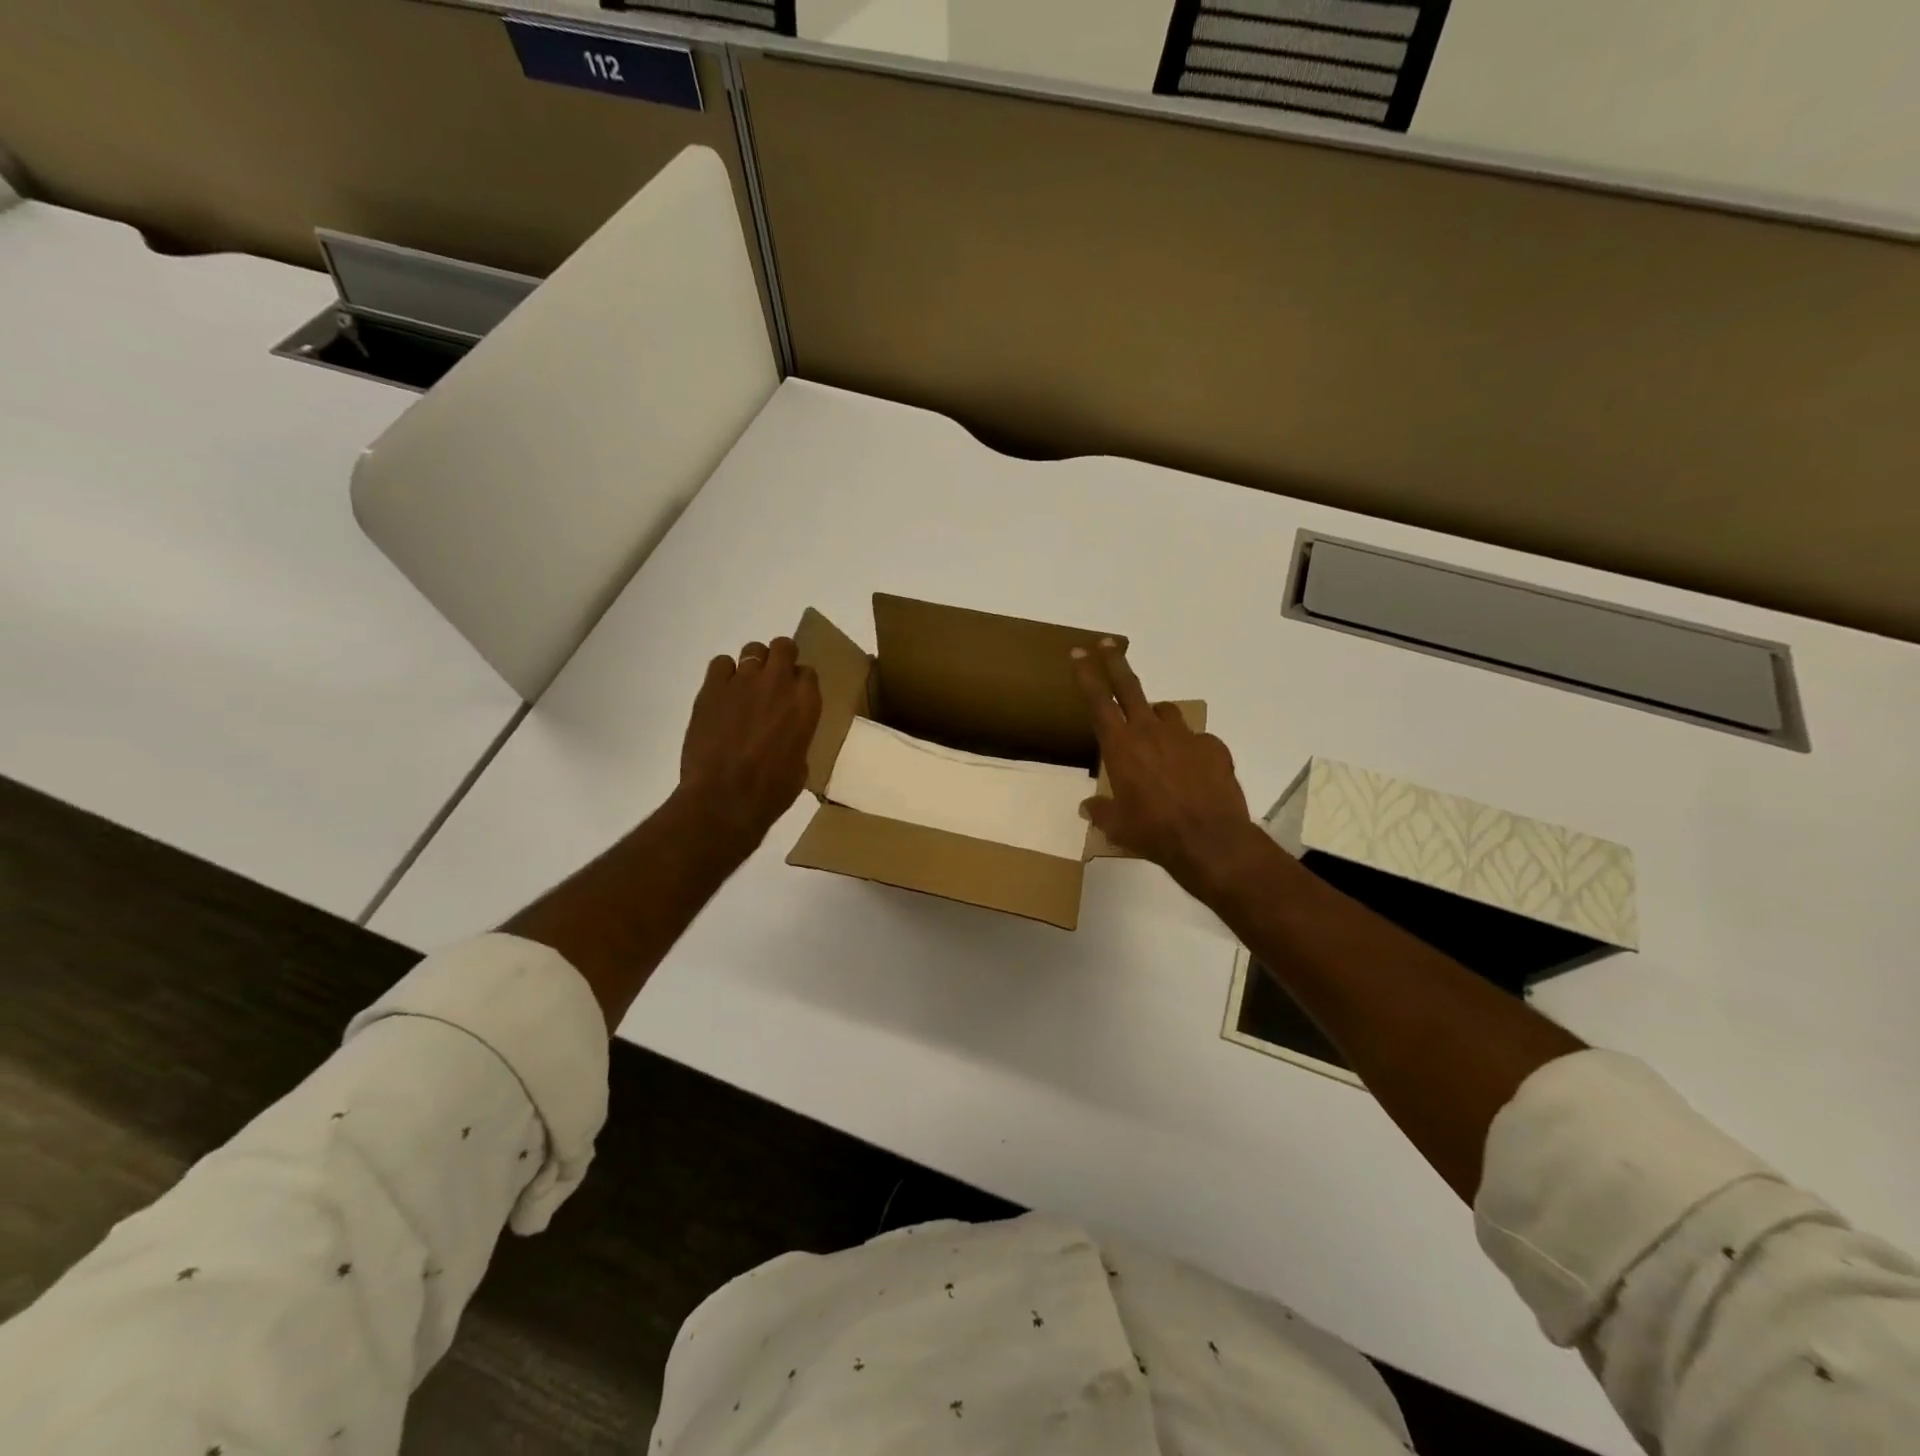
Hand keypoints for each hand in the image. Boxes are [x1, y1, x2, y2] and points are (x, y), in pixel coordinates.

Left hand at [676, 636, 821, 855]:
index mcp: (806, 705)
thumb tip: (785, 735)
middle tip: (772, 681)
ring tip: (745, 688)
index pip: (808, 673)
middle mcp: (778, 684)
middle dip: (780, 658)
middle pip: (784, 646)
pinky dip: (724, 674)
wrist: (724, 800)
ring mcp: (743, 682)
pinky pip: (721, 664)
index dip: (800, 682)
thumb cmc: (770, 792)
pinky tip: (722, 695)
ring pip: (753, 650)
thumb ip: (796, 737)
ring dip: (753, 664)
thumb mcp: (799, 764)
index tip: (793, 695)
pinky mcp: (712, 689)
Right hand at [1072, 639, 1269, 901]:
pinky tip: (1191, 774)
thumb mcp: (1118, 827)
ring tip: (1155, 738)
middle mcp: (1151, 732)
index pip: (1098, 700)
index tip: (1079, 652)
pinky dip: (1189, 751)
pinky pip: (1196, 741)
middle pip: (1129, 686)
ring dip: (1156, 717)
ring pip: (1166, 712)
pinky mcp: (1214, 748)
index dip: (1086, 674)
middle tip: (1108, 645)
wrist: (1210, 841)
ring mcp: (1186, 737)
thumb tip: (1088, 808)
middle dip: (1115, 662)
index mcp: (1121, 746)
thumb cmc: (1154, 832)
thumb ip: (1101, 812)